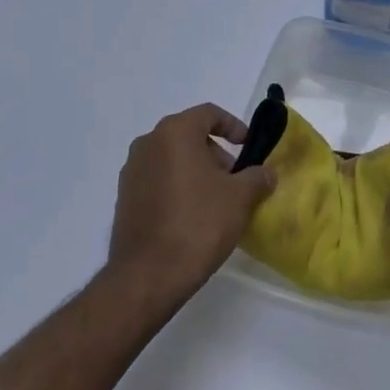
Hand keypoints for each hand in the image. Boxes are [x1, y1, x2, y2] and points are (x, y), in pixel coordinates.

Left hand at [107, 103, 276, 301]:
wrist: (147, 276)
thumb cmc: (198, 224)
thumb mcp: (239, 198)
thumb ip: (257, 177)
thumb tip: (266, 173)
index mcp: (174, 133)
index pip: (208, 113)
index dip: (233, 126)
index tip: (249, 146)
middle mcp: (148, 144)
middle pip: (189, 136)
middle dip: (215, 153)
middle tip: (236, 179)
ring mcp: (131, 172)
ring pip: (172, 159)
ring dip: (197, 171)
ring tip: (217, 200)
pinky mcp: (124, 199)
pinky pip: (158, 180)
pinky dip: (178, 187)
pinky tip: (193, 216)